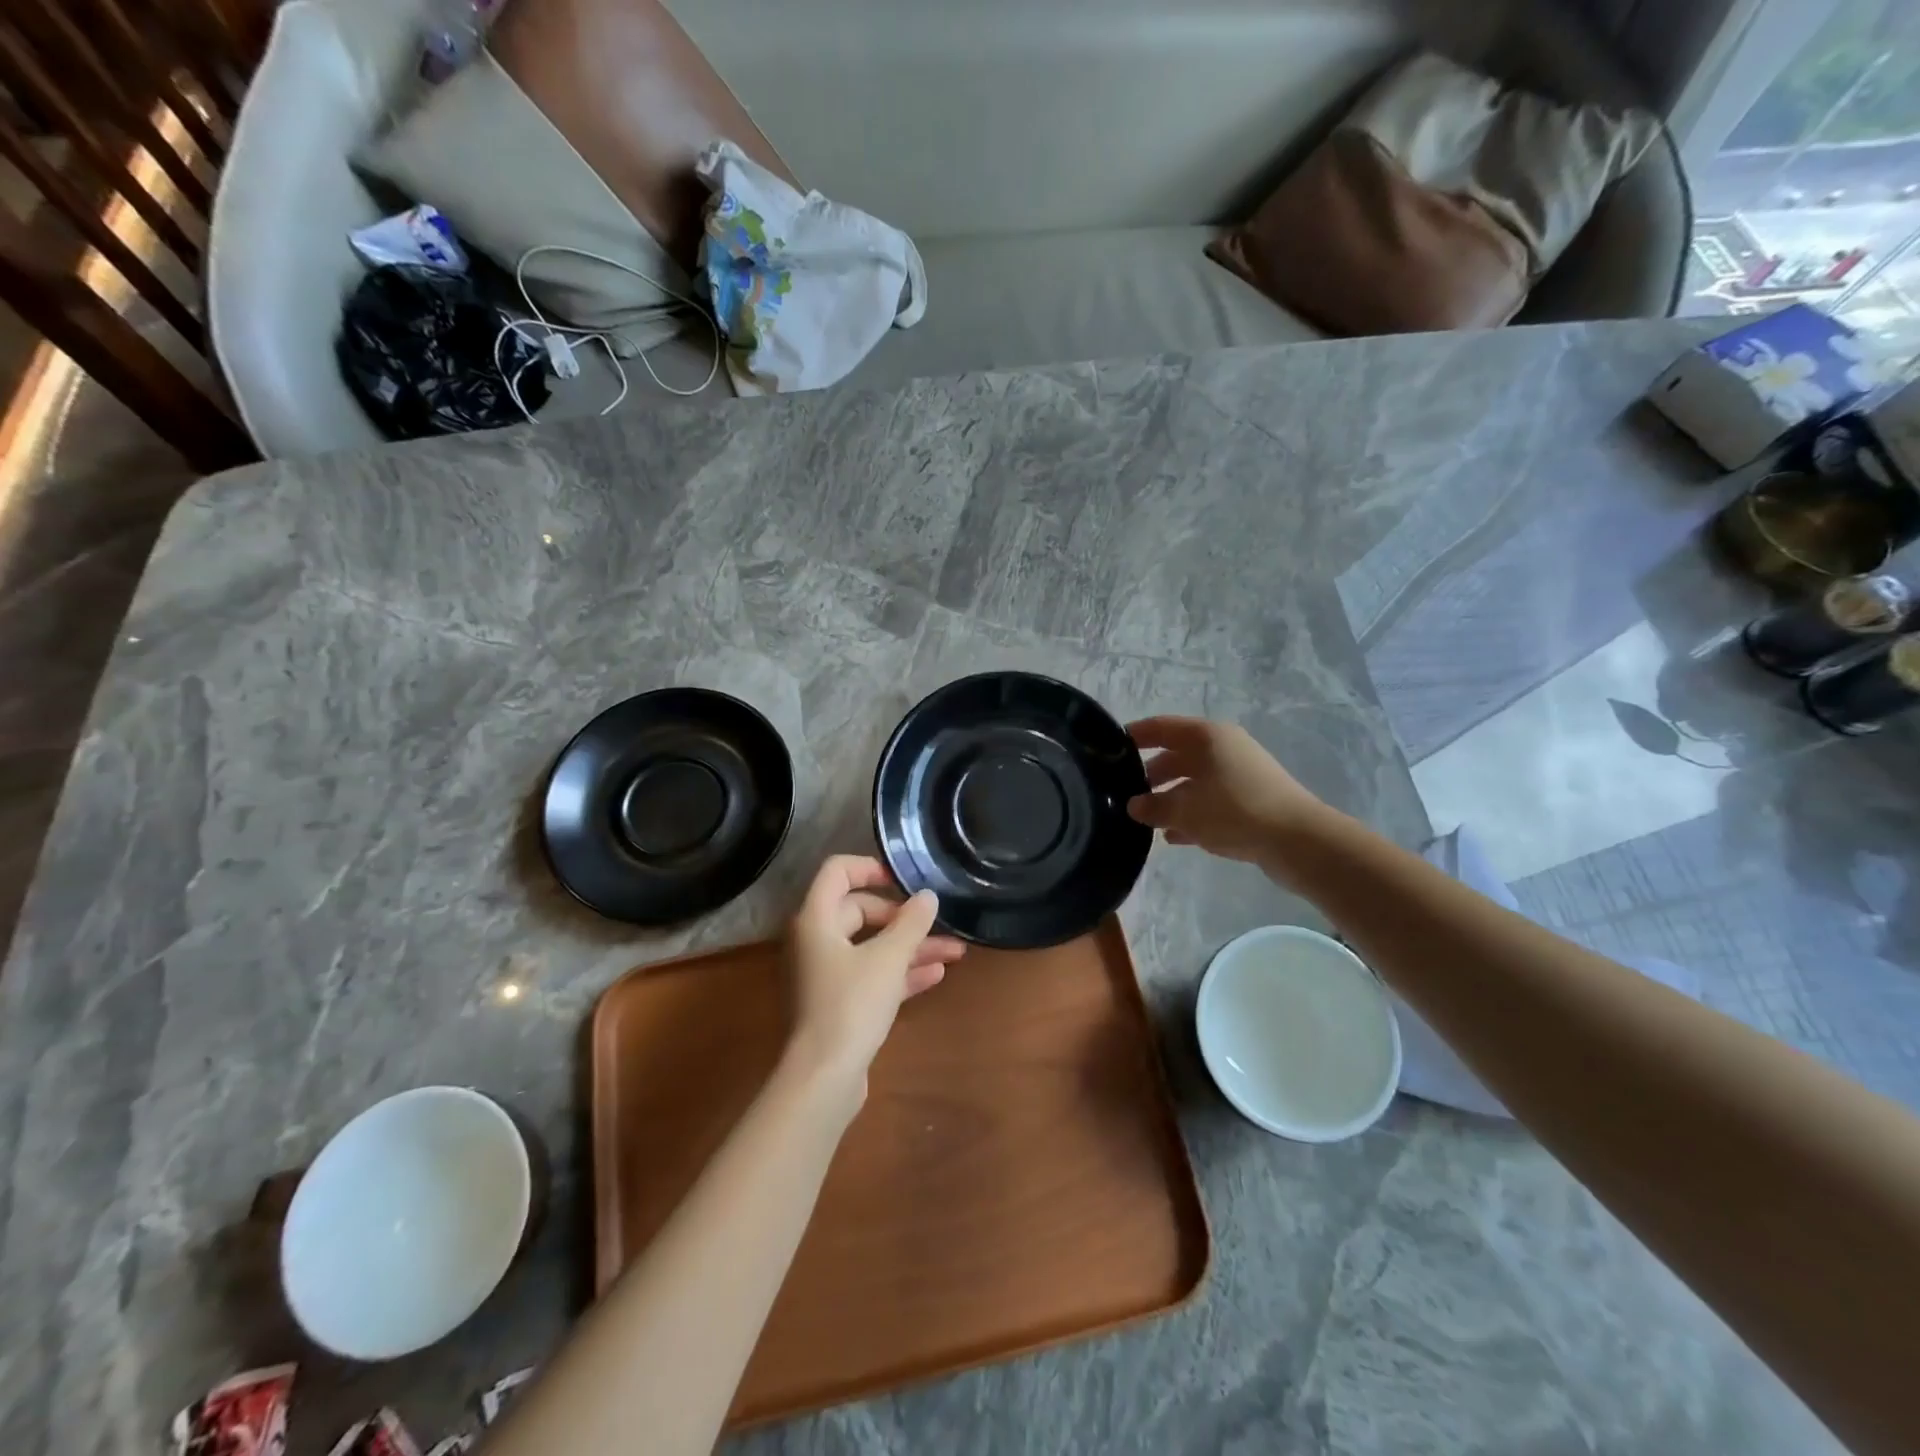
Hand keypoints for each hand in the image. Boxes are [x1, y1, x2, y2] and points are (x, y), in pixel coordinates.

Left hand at [783, 855, 965, 1107]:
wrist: (823, 1078)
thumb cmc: (851, 1005)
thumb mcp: (888, 958)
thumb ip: (911, 923)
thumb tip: (928, 896)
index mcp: (816, 920)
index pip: (837, 872)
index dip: (870, 867)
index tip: (903, 879)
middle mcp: (816, 941)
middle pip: (859, 910)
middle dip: (902, 916)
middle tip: (934, 921)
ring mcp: (826, 974)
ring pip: (871, 947)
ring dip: (910, 947)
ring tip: (955, 951)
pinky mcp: (838, 1004)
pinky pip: (871, 976)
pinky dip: (900, 973)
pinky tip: (936, 976)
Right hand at [1127, 716, 1334, 869]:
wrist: (1298, 841)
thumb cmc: (1235, 811)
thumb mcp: (1185, 810)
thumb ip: (1154, 806)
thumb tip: (1134, 806)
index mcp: (1207, 737)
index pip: (1161, 727)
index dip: (1135, 736)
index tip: (1109, 750)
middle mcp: (1223, 748)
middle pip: (1176, 755)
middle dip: (1150, 775)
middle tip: (1125, 794)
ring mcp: (1238, 774)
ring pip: (1193, 781)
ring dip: (1170, 798)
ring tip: (1146, 820)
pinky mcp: (1250, 799)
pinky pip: (1210, 801)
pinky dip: (1191, 814)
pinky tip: (1174, 837)